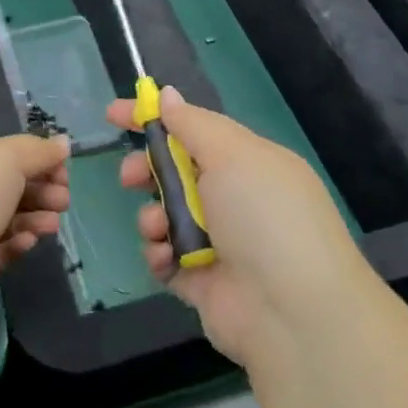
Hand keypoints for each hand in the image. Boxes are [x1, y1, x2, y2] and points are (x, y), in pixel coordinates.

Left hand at [0, 130, 71, 303]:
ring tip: (53, 225)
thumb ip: (38, 151)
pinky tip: (29, 242)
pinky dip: (13, 243)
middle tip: (64, 201)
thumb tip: (63, 142)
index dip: (34, 159)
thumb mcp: (9, 157)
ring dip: (32, 218)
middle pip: (2, 184)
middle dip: (39, 191)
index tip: (63, 171)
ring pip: (0, 217)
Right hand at [110, 88, 361, 366]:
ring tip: (158, 227)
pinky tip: (166, 258)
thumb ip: (192, 124)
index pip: (194, 129)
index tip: (113, 113)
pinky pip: (165, 256)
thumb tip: (167, 95)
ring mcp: (218, 241)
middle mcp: (234, 199)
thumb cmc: (264, 216)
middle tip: (129, 176)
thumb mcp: (232, 155)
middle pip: (174, 172)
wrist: (294, 312)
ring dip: (152, 216)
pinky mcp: (201, 280)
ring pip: (164, 214)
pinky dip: (159, 253)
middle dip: (145, 170)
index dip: (153, 119)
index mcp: (248, 163)